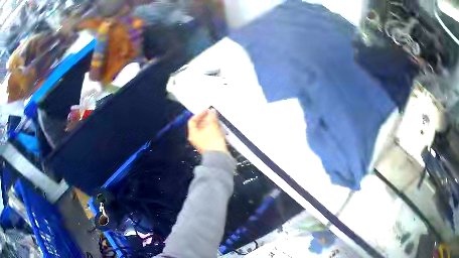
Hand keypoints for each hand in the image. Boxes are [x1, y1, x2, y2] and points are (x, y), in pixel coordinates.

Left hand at [188, 109, 227, 153]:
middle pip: (199, 125)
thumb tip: (212, 111)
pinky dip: (214, 130)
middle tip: (213, 114)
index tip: (207, 110)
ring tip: (217, 120)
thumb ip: (212, 117)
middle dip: (206, 119)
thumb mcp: (212, 127)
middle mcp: (196, 138)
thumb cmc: (213, 141)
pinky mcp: (209, 145)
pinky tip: (220, 128)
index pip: (192, 121)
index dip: (199, 114)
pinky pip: (210, 135)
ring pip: (205, 130)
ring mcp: (202, 142)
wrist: (219, 157)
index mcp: (193, 133)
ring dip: (211, 124)